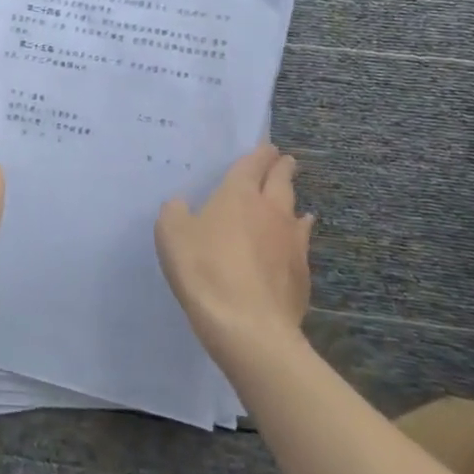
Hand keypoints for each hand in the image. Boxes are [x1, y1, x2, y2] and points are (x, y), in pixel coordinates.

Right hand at [155, 142, 313, 362]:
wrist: (248, 326)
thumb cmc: (204, 269)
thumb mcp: (171, 234)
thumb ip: (176, 212)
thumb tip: (183, 205)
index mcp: (239, 195)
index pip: (253, 165)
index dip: (260, 154)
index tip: (267, 147)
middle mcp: (271, 211)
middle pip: (281, 182)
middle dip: (282, 169)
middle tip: (285, 161)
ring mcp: (291, 243)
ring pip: (296, 213)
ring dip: (294, 203)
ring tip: (297, 204)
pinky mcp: (302, 274)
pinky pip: (301, 245)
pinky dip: (298, 237)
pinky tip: (296, 243)